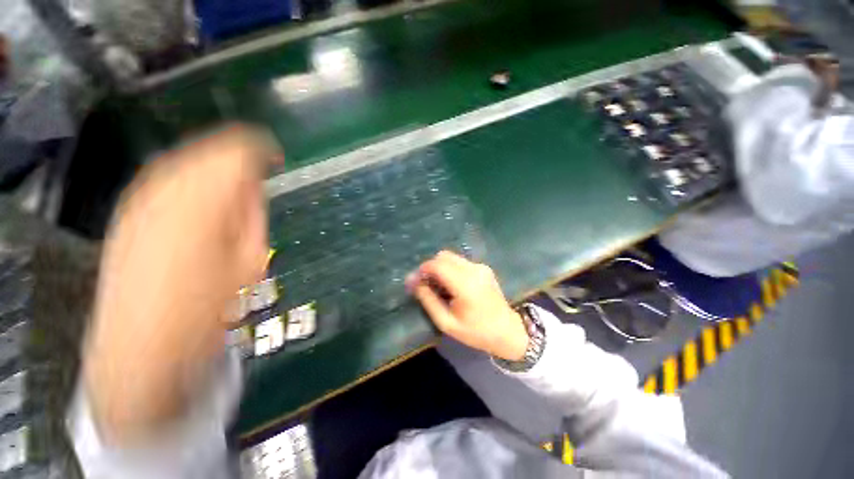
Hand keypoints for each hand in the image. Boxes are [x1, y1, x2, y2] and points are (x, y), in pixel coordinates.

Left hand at [83, 125, 280, 444]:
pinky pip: (166, 177)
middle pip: (210, 148)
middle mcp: (166, 188)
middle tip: (259, 177)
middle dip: (239, 157)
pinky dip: (190, 177)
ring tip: (235, 186)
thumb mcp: (249, 262)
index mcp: (204, 201)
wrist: (140, 348)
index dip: (261, 149)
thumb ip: (252, 215)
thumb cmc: (204, 309)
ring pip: (186, 159)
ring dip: (215, 166)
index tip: (277, 159)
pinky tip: (202, 197)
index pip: (237, 151)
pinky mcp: (128, 211)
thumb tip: (252, 187)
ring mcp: (140, 198)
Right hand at [407, 251, 527, 360]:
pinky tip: (452, 285)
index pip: (437, 265)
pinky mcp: (483, 267)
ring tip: (439, 286)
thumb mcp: (446, 322)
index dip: (422, 270)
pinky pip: (460, 262)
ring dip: (440, 267)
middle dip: (431, 267)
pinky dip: (451, 269)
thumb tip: (413, 281)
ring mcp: (480, 266)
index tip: (415, 281)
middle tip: (426, 284)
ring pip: (451, 257)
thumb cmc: (476, 331)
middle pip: (443, 256)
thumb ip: (428, 300)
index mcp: (465, 285)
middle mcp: (473, 270)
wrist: (507, 331)